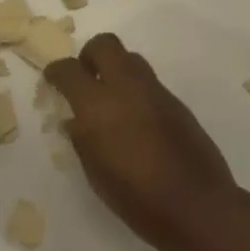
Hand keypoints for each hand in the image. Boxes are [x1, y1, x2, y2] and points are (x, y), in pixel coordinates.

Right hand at [45, 34, 241, 250]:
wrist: (197, 206)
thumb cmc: (136, 198)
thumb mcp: (95, 173)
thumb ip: (81, 139)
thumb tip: (74, 120)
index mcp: (97, 105)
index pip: (68, 69)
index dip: (56, 71)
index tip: (52, 80)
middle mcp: (126, 87)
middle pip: (105, 44)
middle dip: (90, 55)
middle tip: (86, 78)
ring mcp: (155, 92)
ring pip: (131, 59)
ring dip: (117, 70)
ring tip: (112, 100)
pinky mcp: (177, 102)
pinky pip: (150, 83)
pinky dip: (137, 91)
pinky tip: (137, 121)